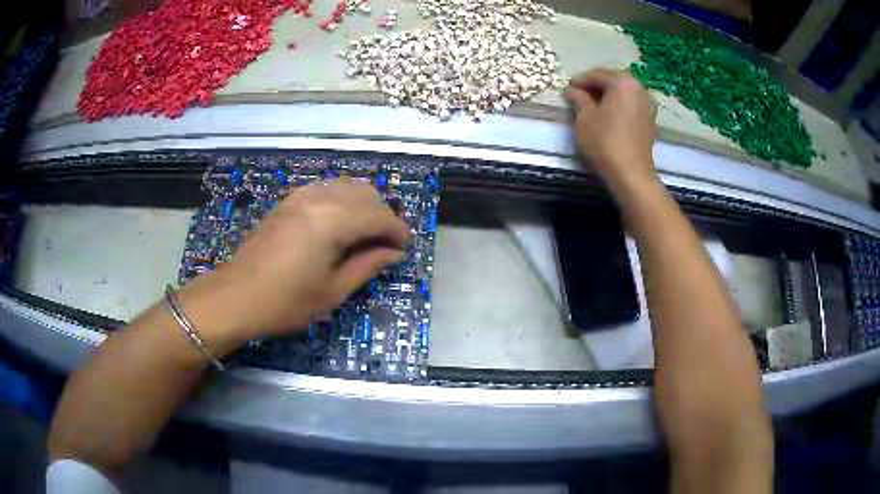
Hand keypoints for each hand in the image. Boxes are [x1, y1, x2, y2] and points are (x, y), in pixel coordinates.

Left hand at [183, 178, 410, 341]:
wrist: (237, 296)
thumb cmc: (286, 301)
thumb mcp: (333, 291)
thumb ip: (367, 265)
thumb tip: (394, 253)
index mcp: (333, 221)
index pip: (379, 216)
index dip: (397, 231)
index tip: (405, 248)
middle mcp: (319, 198)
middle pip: (365, 194)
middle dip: (383, 215)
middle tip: (386, 244)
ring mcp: (301, 195)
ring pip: (346, 186)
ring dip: (363, 205)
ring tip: (365, 233)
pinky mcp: (288, 200)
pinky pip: (326, 189)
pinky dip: (342, 200)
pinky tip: (339, 223)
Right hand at [564, 69, 657, 193]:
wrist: (631, 173)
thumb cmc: (605, 142)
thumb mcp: (584, 118)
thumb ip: (579, 99)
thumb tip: (572, 90)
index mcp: (622, 82)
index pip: (597, 74)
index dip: (580, 81)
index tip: (567, 88)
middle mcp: (639, 88)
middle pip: (613, 80)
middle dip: (596, 85)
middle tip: (579, 94)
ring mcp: (648, 104)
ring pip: (623, 92)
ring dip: (608, 95)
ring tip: (592, 104)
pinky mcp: (650, 119)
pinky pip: (631, 103)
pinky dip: (619, 104)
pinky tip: (608, 114)